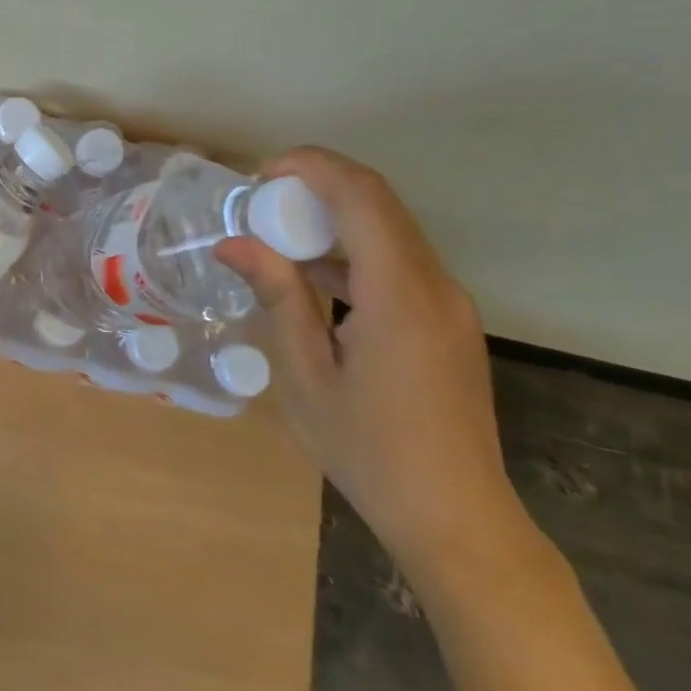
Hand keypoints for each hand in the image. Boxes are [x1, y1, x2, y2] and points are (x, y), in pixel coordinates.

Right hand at [216, 148, 530, 584]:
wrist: (458, 523)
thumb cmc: (371, 453)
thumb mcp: (307, 376)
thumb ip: (277, 297)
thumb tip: (232, 243)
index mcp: (400, 294)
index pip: (361, 195)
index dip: (311, 167)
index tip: (261, 175)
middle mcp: (435, 284)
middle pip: (378, 201)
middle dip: (317, 185)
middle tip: (261, 202)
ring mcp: (449, 302)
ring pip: (389, 227)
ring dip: (334, 216)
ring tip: (278, 235)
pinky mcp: (448, 319)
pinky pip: (398, 260)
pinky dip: (354, 249)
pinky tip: (313, 277)